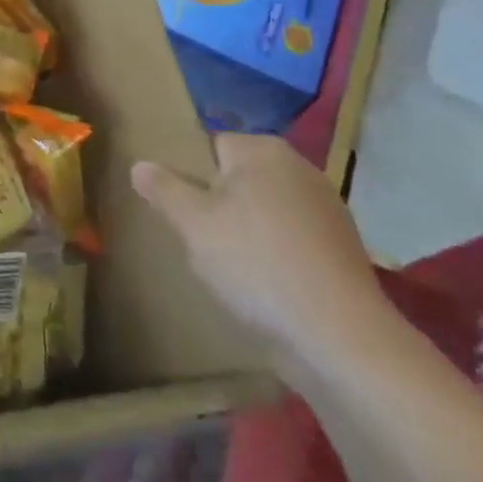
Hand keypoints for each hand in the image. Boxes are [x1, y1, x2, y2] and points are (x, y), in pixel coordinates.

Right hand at [132, 134, 392, 378]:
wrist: (339, 336)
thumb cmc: (256, 263)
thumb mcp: (192, 223)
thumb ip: (162, 188)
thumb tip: (140, 165)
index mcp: (263, 150)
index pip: (210, 145)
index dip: (188, 174)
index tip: (177, 207)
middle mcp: (300, 168)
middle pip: (237, 177)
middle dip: (215, 203)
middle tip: (196, 237)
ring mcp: (327, 209)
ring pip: (263, 210)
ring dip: (244, 230)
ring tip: (226, 266)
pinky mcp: (342, 248)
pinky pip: (290, 238)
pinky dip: (273, 253)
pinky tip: (262, 284)